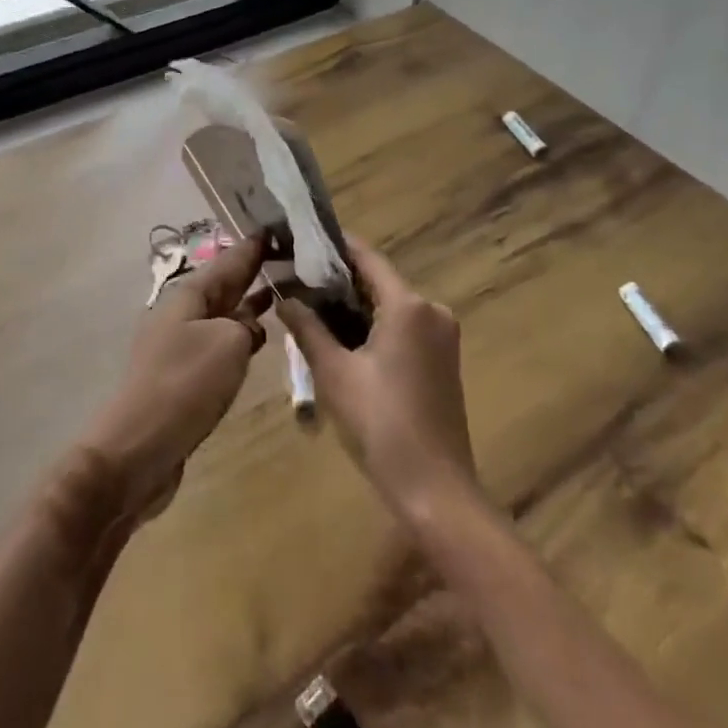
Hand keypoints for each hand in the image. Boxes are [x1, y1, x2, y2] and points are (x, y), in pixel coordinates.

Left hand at [79, 233, 270, 523]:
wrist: (136, 450)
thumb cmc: (184, 386)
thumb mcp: (228, 344)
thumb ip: (246, 325)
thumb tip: (249, 326)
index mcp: (189, 295)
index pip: (230, 259)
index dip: (255, 245)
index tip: (280, 227)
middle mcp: (183, 313)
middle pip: (225, 284)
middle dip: (254, 270)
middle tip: (290, 255)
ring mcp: (181, 345)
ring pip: (224, 313)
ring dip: (250, 302)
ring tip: (284, 291)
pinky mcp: (184, 376)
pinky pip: (220, 343)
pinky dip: (242, 334)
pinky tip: (261, 338)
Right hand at [278, 237, 477, 522]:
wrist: (435, 490)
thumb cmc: (381, 425)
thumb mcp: (334, 373)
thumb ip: (307, 328)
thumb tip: (284, 296)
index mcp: (408, 305)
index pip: (366, 258)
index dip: (334, 246)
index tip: (301, 238)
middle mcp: (431, 309)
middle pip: (378, 280)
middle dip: (337, 279)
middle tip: (295, 277)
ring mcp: (441, 334)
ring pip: (389, 305)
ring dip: (353, 304)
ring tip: (309, 305)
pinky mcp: (442, 358)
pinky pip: (402, 326)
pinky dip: (372, 325)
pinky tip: (341, 336)